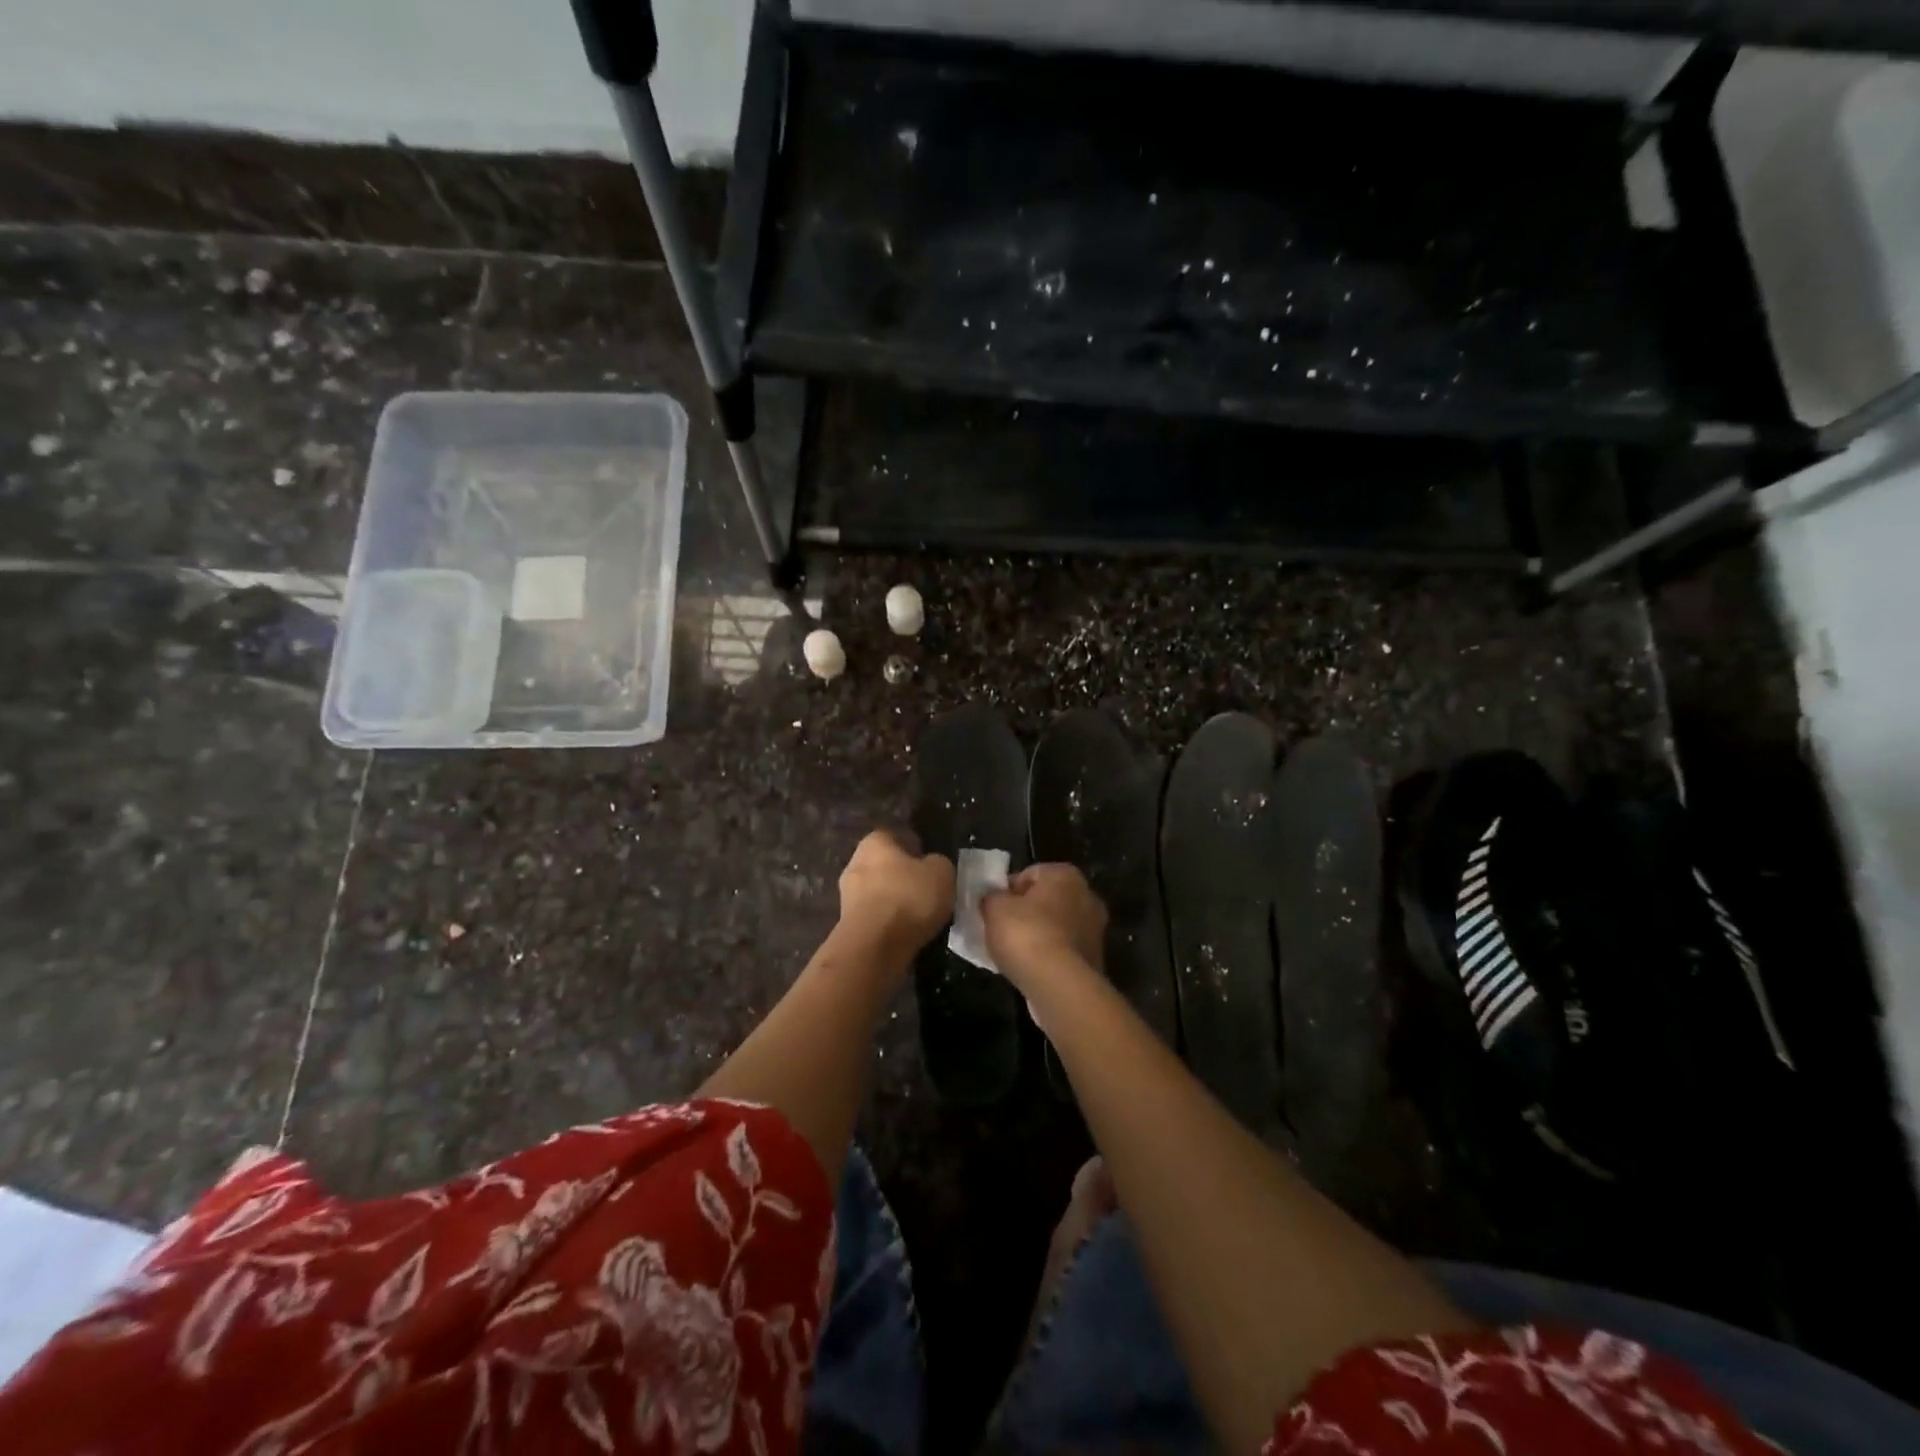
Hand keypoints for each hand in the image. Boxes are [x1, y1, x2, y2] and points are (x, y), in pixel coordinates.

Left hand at [838, 830, 953, 959]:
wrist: (874, 947)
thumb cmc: (909, 898)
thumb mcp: (942, 872)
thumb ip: (938, 863)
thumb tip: (932, 867)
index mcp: (875, 841)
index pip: (898, 836)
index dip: (917, 849)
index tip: (933, 865)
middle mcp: (855, 863)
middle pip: (886, 865)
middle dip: (904, 876)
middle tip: (928, 891)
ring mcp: (847, 895)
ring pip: (879, 892)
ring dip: (897, 902)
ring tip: (921, 917)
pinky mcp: (847, 924)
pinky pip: (875, 917)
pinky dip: (889, 923)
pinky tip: (906, 933)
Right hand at [982, 863, 1106, 989]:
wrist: (1060, 985)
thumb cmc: (1026, 935)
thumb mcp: (994, 908)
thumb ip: (992, 897)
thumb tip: (993, 898)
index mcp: (1065, 875)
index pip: (1030, 874)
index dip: (1007, 891)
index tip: (993, 909)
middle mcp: (1087, 896)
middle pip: (1046, 900)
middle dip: (1025, 913)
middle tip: (1001, 930)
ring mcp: (1095, 930)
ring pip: (1057, 927)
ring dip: (1038, 936)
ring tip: (1014, 954)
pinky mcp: (1095, 959)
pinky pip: (1064, 951)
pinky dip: (1049, 957)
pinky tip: (1031, 970)